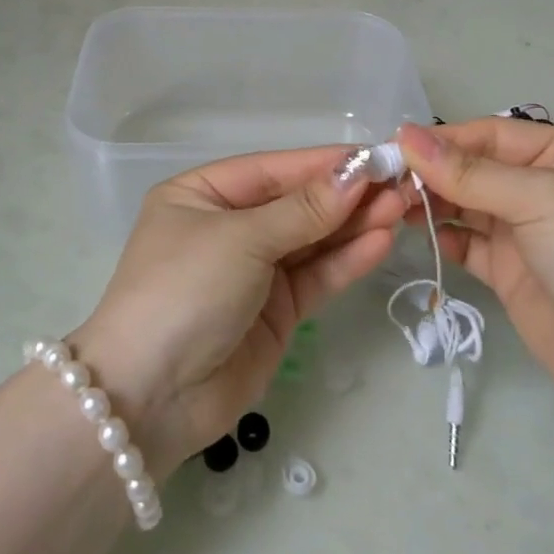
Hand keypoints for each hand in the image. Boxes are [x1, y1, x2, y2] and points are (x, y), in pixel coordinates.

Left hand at [72, 146, 404, 476]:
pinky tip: (381, 241)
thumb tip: (356, 172)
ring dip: (354, 225)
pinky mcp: (275, 312)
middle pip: (297, 203)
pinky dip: (346, 260)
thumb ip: (303, 210)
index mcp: (203, 194)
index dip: (324, 163)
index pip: (274, 170)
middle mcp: (229, 227)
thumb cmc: (184, 291)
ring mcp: (253, 271)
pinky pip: (315, 277)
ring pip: (311, 240)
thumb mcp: (241, 240)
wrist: (151, 398)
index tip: (377, 155)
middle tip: (401, 183)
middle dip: (346, 195)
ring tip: (402, 207)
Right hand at [395, 120, 553, 420]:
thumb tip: (405, 136)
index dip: (441, 139)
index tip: (392, 148)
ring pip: (465, 205)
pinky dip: (443, 236)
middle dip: (431, 172)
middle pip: (473, 169)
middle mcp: (542, 188)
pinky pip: (468, 244)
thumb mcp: (539, 200)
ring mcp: (526, 233)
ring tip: (390, 206)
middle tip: (383, 183)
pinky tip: (415, 235)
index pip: (488, 135)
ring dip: (430, 203)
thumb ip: (470, 172)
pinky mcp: (511, 274)